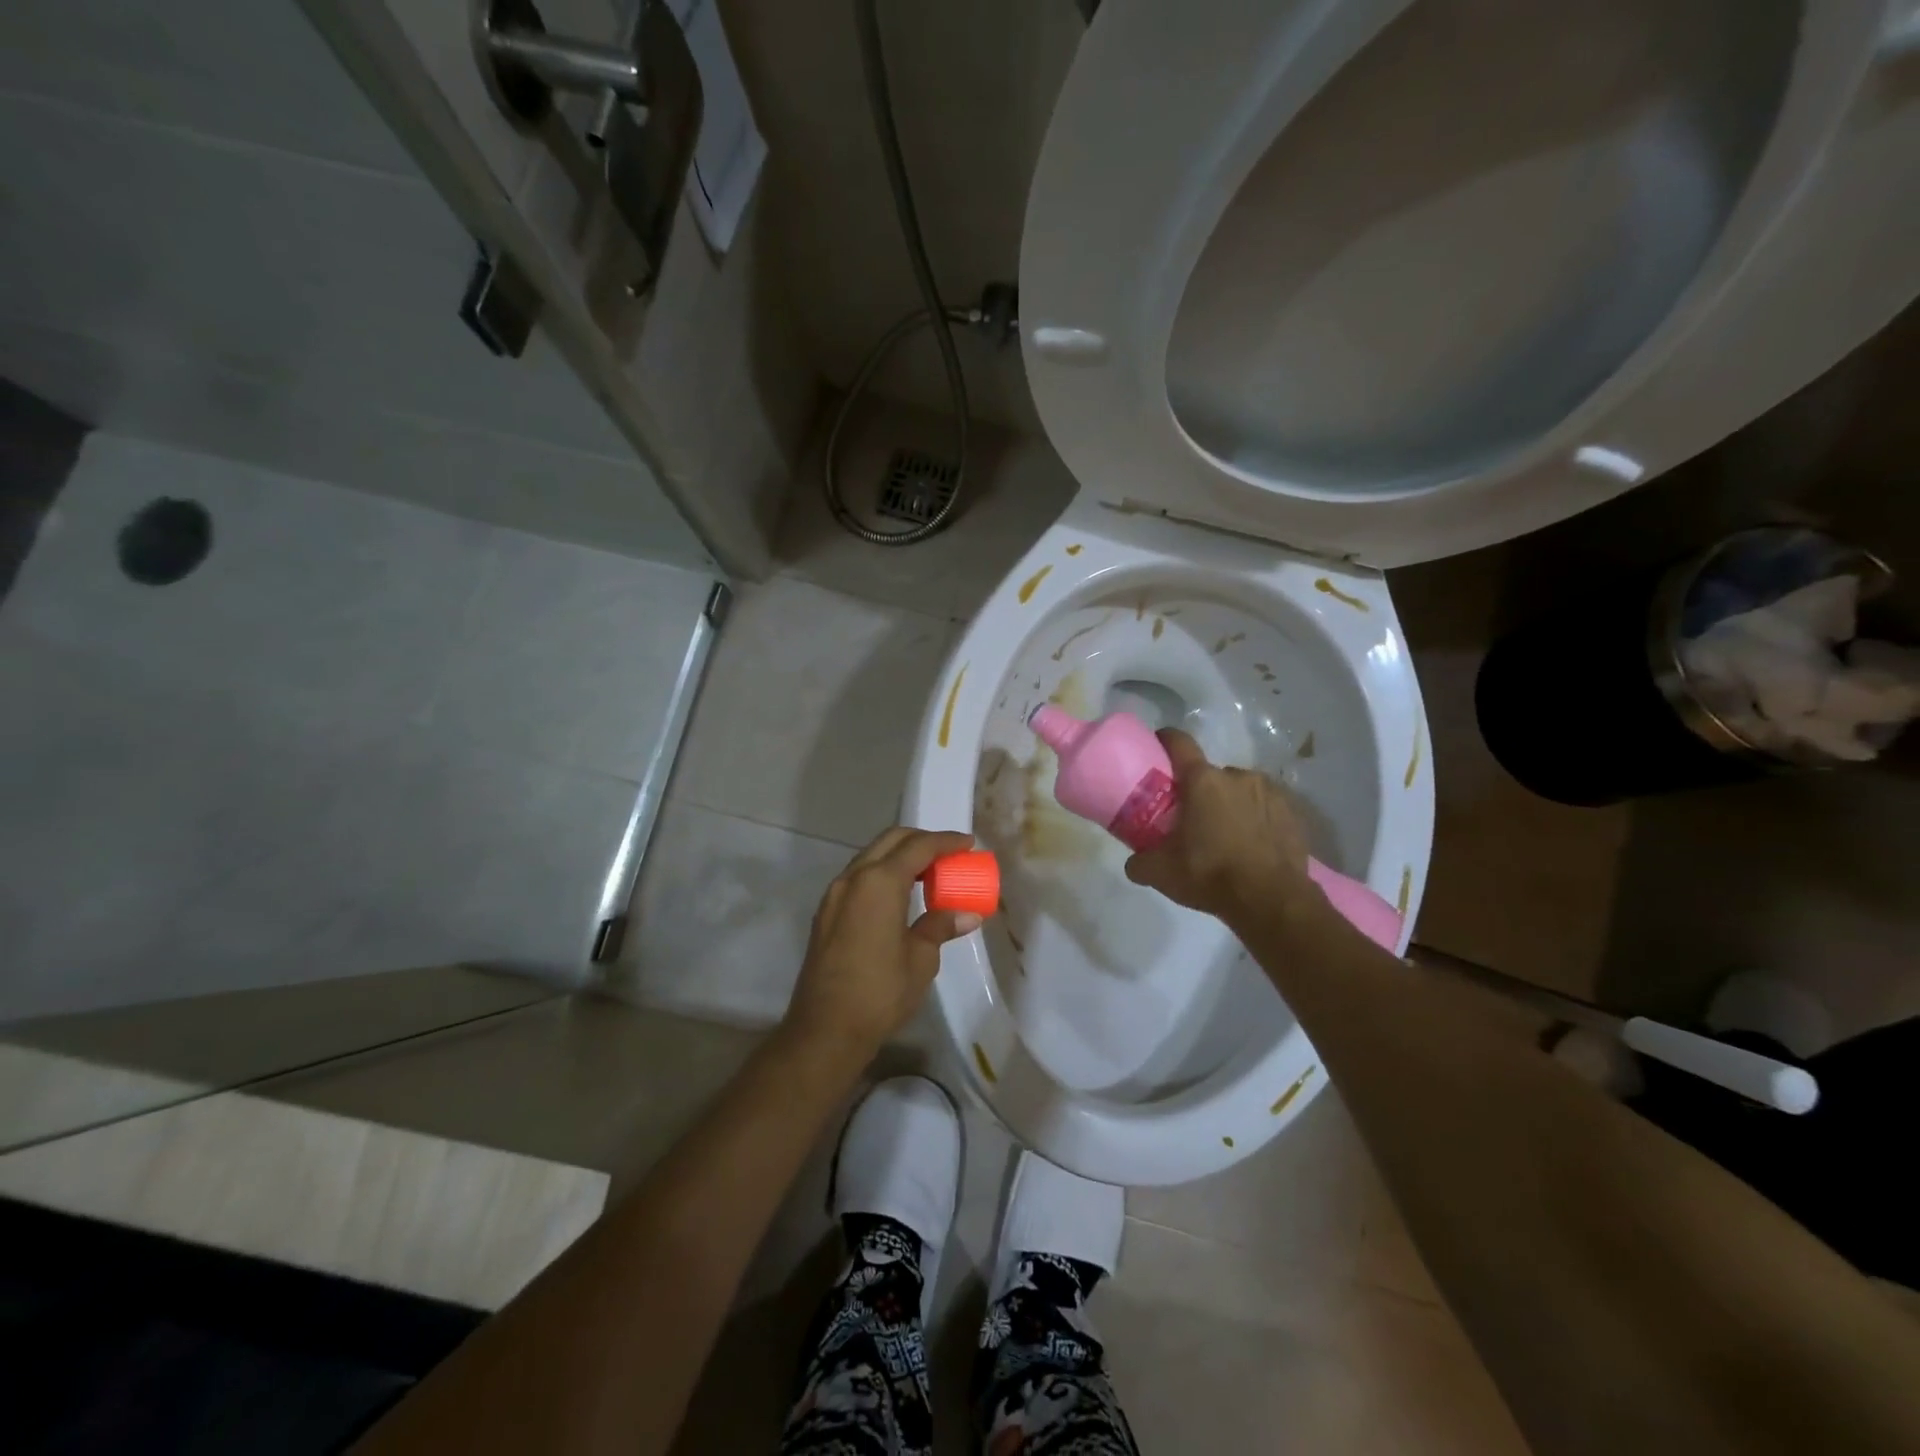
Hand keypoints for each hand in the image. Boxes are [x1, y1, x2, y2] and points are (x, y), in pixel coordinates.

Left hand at [783, 826, 981, 1057]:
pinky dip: (883, 874)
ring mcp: (835, 894)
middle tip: (949, 854)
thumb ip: (940, 926)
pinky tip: (900, 895)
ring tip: (928, 873)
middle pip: (890, 841)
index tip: (968, 843)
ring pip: (871, 857)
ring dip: (900, 856)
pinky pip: (859, 877)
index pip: (918, 847)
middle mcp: (853, 878)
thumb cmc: (880, 992)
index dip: (946, 841)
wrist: (825, 1029)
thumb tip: (967, 914)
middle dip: (921, 840)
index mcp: (879, 882)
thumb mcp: (921, 959)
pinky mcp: (826, 913)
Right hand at [1124, 729, 1314, 922]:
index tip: (1157, 747)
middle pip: (1210, 774)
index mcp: (1202, 781)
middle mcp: (1237, 776)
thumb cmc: (1211, 876)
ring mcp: (1270, 792)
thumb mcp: (1161, 873)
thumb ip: (1140, 862)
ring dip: (1231, 804)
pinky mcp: (1293, 812)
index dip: (1166, 740)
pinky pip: (1265, 807)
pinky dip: (1256, 819)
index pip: (1179, 742)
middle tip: (1192, 819)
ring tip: (1227, 835)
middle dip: (1200, 791)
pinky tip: (1253, 845)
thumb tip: (1134, 862)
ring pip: (1240, 789)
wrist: (1273, 902)